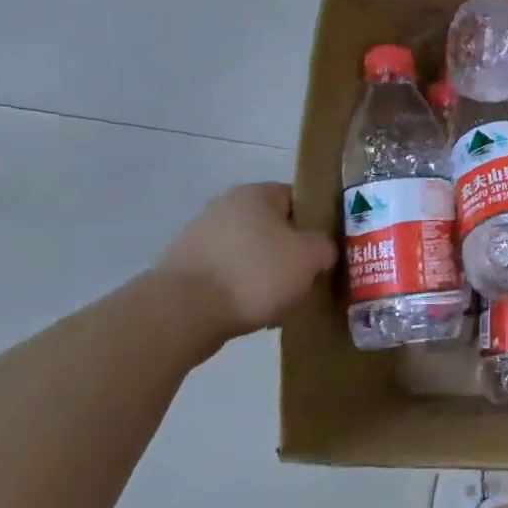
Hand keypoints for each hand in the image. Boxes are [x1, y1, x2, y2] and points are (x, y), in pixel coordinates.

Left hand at [158, 183, 335, 336]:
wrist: (180, 314)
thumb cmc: (254, 274)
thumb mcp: (310, 256)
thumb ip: (325, 246)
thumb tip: (321, 251)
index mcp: (256, 194)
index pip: (298, 198)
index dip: (317, 222)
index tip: (327, 249)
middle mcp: (225, 208)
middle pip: (273, 227)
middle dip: (291, 252)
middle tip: (309, 277)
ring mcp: (199, 239)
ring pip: (250, 254)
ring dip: (266, 274)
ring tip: (281, 302)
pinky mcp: (184, 271)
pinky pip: (227, 277)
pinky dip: (241, 292)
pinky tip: (253, 314)